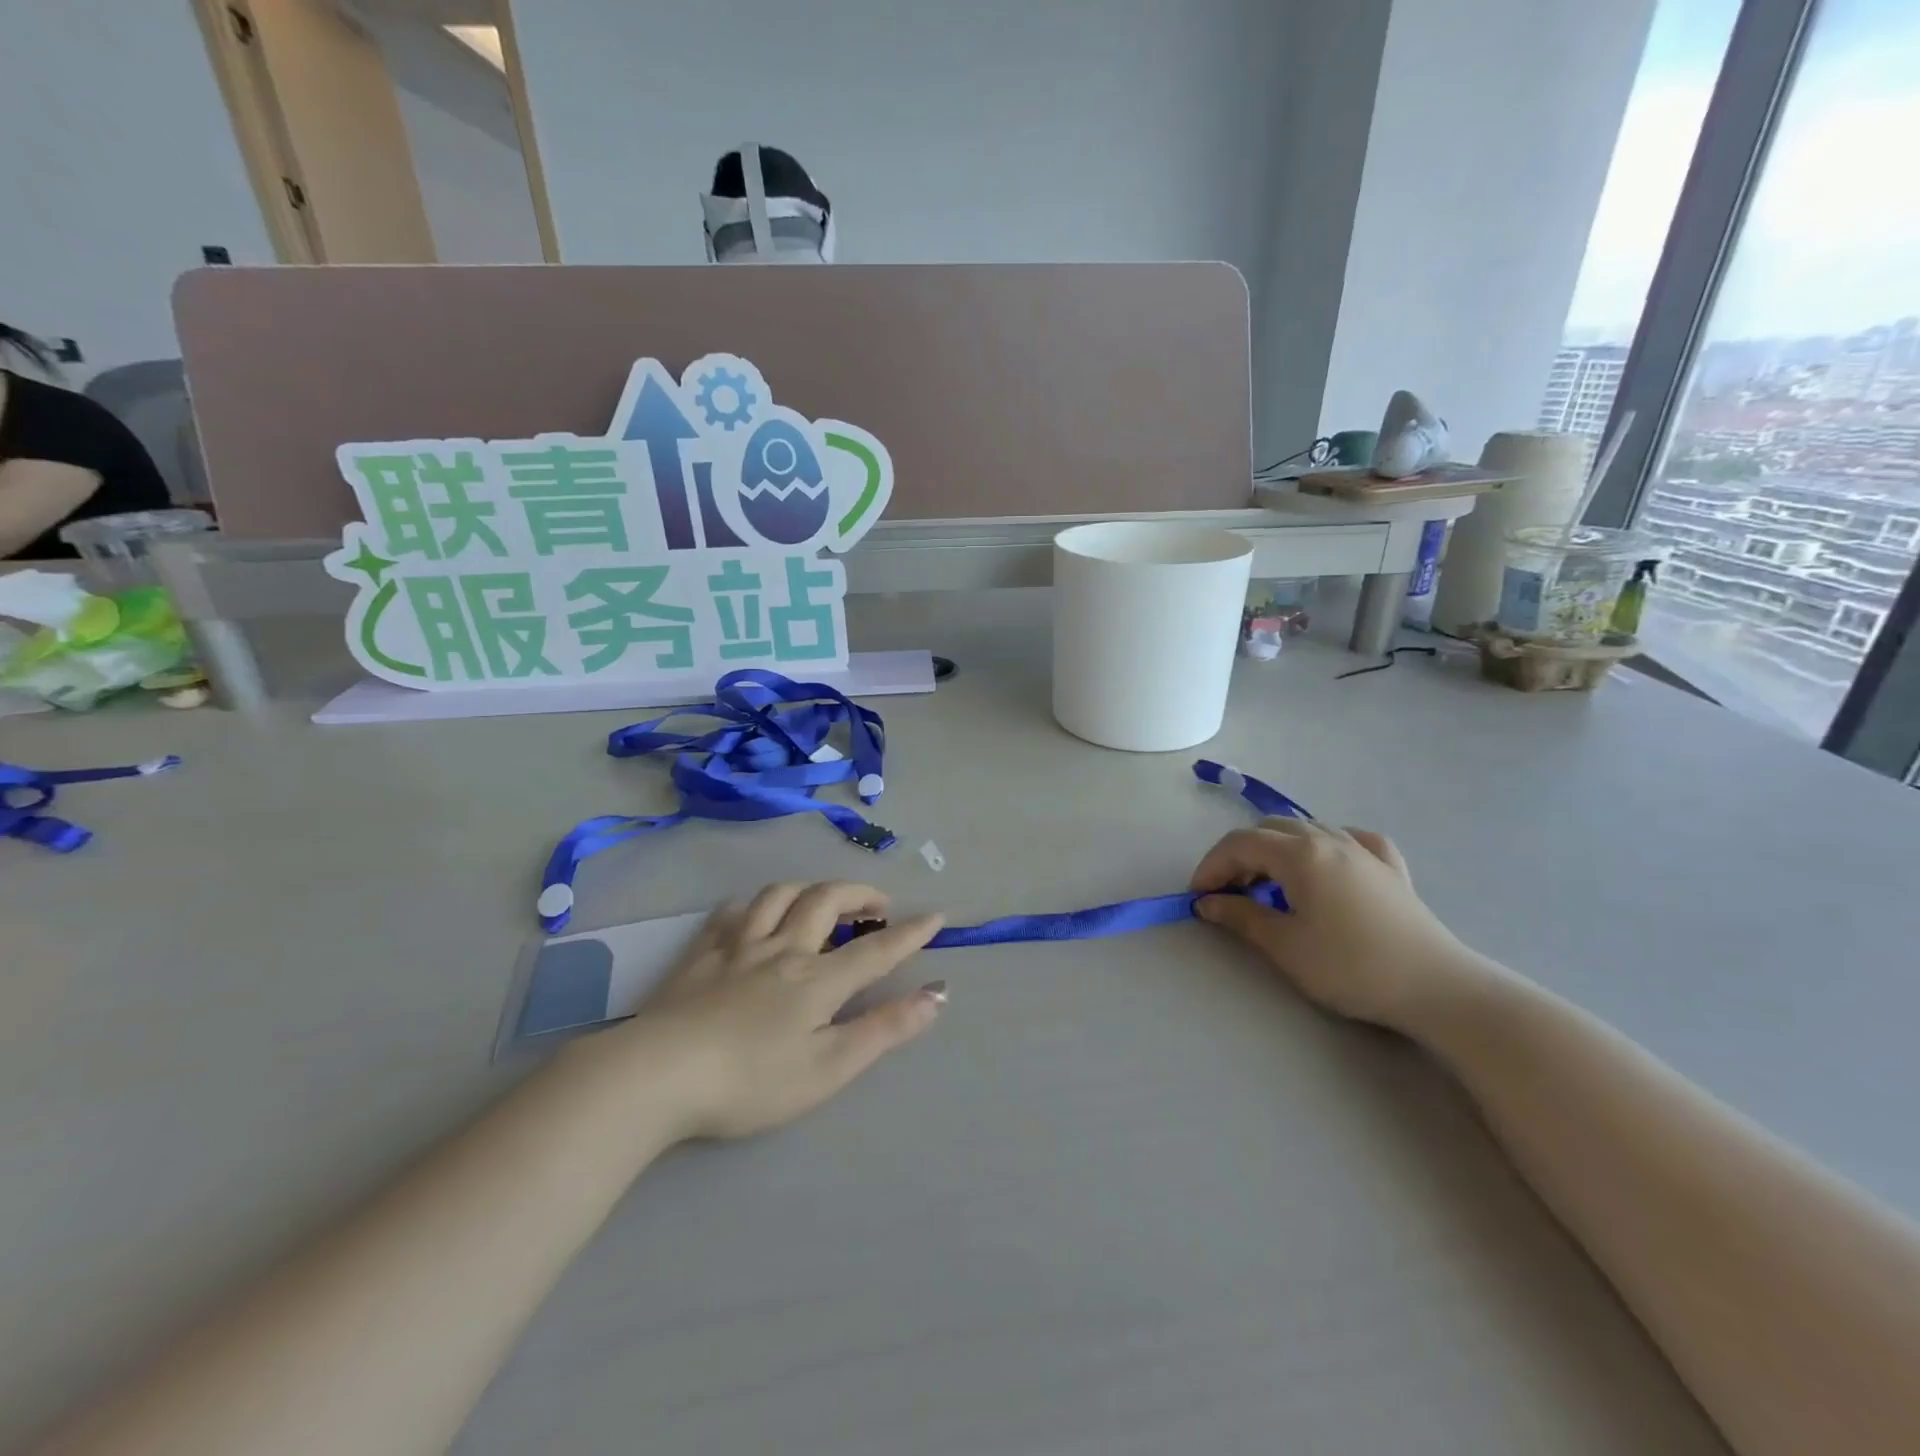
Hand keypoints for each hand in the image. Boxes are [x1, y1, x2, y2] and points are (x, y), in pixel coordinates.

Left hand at [586, 882, 946, 1140]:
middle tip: (878, 905)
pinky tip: (754, 916)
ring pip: (779, 895)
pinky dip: (753, 906)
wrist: (657, 1075)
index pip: (876, 949)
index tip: (936, 916)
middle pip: (827, 900)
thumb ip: (884, 1029)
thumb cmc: (750, 1082)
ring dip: (810, 889)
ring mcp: (738, 947)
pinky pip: (731, 912)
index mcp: (817, 980)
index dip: (910, 932)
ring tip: (822, 901)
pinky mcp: (700, 954)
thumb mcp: (828, 1068)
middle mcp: (783, 949)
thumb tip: (937, 995)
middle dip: (860, 894)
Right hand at [1190, 819, 1486, 1028]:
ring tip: (1270, 886)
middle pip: (1270, 830)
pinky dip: (1325, 847)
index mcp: (1300, 854)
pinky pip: (1350, 840)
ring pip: (1307, 829)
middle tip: (1229, 894)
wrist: (1435, 987)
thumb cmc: (1350, 966)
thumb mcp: (1285, 945)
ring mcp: (1364, 850)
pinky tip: (1327, 866)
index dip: (1211, 866)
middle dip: (1240, 856)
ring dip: (1277, 850)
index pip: (1240, 844)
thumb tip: (1208, 902)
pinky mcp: (1390, 868)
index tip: (1198, 897)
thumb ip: (1241, 916)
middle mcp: (1329, 839)